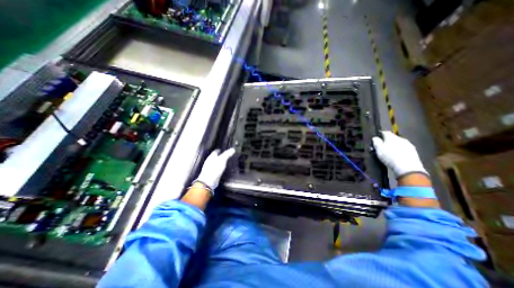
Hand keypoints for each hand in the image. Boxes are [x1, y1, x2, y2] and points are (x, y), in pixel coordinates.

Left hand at [193, 147, 235, 189]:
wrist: (208, 181)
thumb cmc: (214, 169)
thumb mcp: (222, 159)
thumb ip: (227, 154)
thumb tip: (232, 149)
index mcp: (211, 157)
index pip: (215, 152)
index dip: (219, 150)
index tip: (222, 149)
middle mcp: (210, 162)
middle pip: (215, 157)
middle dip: (219, 156)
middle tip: (224, 155)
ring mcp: (210, 168)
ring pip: (215, 163)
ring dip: (219, 162)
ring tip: (224, 161)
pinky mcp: (212, 174)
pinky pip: (216, 169)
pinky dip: (219, 168)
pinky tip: (222, 169)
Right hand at [372, 132, 428, 177]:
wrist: (407, 168)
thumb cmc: (389, 156)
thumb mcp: (378, 149)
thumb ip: (376, 141)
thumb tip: (375, 138)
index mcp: (391, 137)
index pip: (384, 132)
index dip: (379, 134)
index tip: (376, 139)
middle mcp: (401, 138)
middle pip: (392, 138)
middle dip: (386, 141)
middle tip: (381, 147)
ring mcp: (408, 145)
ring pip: (398, 143)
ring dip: (393, 146)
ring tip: (389, 152)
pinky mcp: (413, 152)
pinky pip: (403, 148)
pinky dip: (399, 150)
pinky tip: (396, 156)